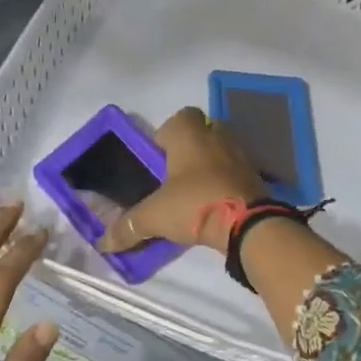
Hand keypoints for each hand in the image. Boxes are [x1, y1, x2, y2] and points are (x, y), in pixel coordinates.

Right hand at [99, 107, 266, 255]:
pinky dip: (226, 183)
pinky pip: (235, 172)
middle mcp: (217, 135)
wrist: (248, 223)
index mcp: (189, 134)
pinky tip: (214, 204)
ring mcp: (240, 154)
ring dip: (209, 166)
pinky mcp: (257, 176)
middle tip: (174, 176)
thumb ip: (128, 227)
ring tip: (194, 192)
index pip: (179, 117)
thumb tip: (103, 243)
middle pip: (202, 132)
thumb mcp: (154, 216)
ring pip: (220, 151)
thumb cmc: (194, 203)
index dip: (167, 135)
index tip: (157, 159)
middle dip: (189, 149)